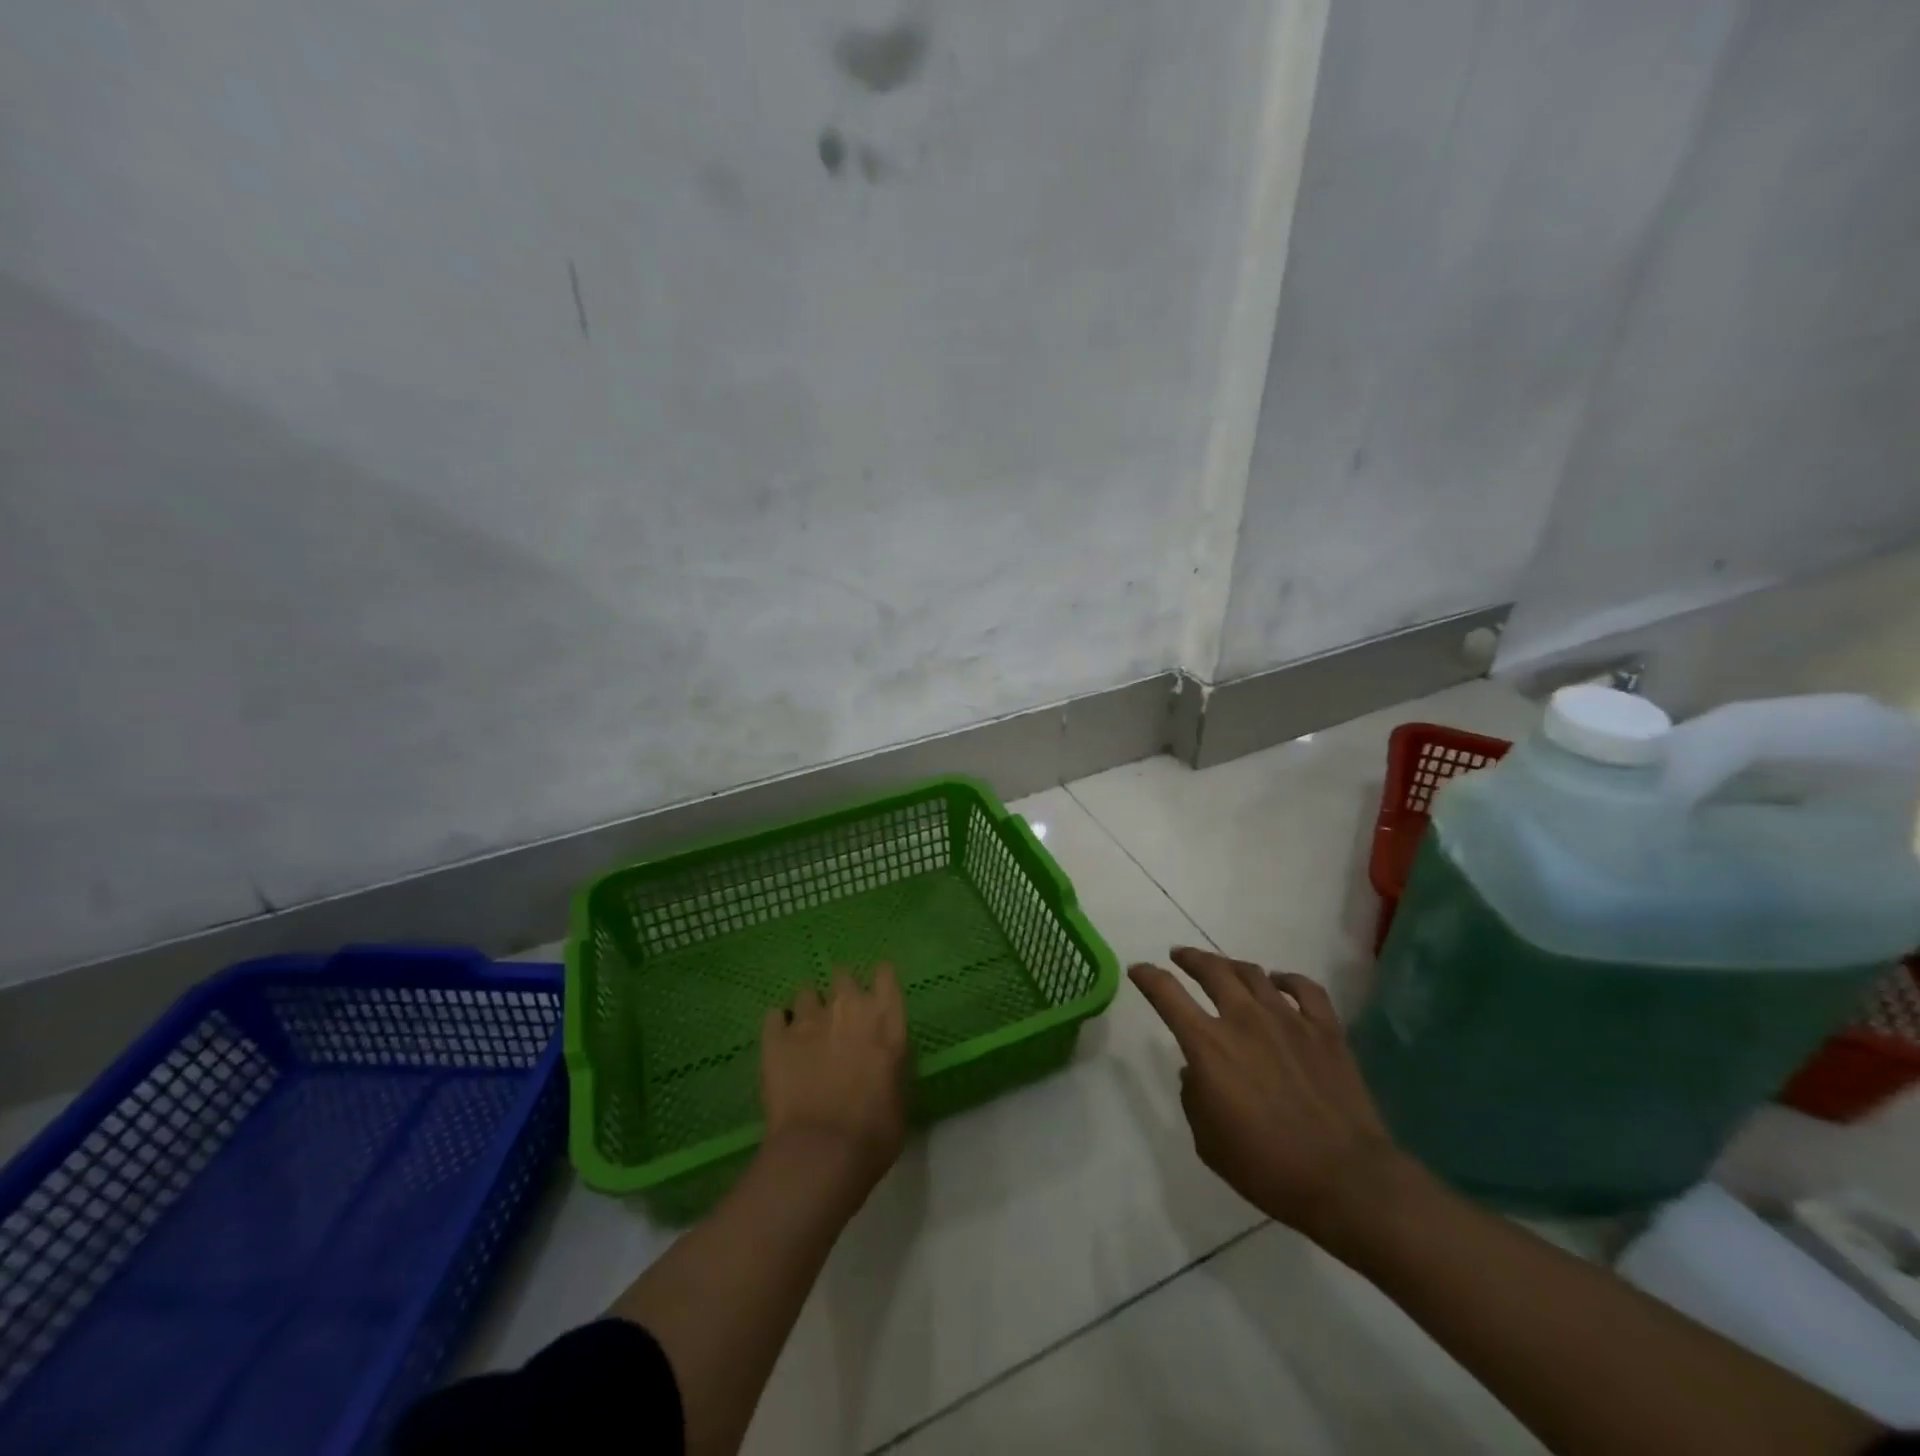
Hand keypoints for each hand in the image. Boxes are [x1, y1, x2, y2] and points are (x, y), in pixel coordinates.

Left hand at [760, 966, 909, 1195]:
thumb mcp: (899, 1095)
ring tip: (807, 1033)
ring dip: (809, 1009)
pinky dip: (779, 1026)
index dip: (879, 982)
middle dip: (841, 991)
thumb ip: (890, 1065)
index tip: (877, 994)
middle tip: (840, 1017)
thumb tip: (882, 1062)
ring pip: (806, 993)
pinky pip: (774, 1016)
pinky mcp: (775, 1037)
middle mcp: (848, 1007)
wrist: (821, 1152)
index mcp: (885, 1019)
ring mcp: (808, 1019)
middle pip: (842, 976)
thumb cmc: (874, 1132)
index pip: (885, 975)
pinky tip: (780, 1042)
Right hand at [1129, 947, 1406, 1247]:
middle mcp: (1244, 1020)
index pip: (1167, 994)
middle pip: (1211, 970)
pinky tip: (1279, 982)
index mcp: (1208, 1045)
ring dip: (1231, 965)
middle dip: (1190, 958)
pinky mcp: (1325, 1030)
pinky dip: (1287, 979)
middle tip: (1179, 956)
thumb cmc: (1267, 1167)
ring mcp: (1288, 1020)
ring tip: (1224, 968)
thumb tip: (1197, 1071)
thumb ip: (1194, 1096)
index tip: (1139, 969)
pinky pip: (1305, 988)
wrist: (1345, 1180)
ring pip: (1253, 973)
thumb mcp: (1207, 1140)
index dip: (1148, 976)